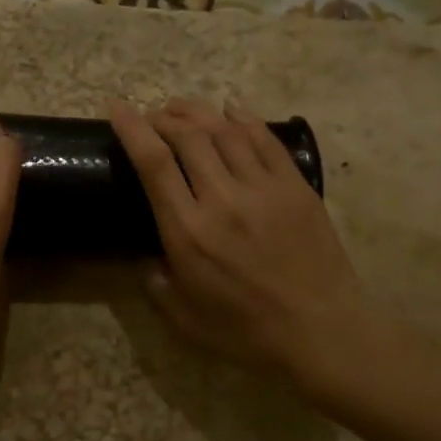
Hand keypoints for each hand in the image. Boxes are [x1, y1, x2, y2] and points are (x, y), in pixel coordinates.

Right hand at [109, 97, 376, 395]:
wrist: (323, 331)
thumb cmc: (248, 331)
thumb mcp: (184, 318)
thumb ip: (156, 283)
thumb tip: (147, 255)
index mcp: (188, 232)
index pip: (154, 163)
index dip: (132, 128)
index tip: (117, 108)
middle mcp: (222, 200)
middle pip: (188, 136)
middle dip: (163, 117)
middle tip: (153, 117)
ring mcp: (263, 189)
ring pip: (225, 131)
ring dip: (197, 112)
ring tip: (182, 109)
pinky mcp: (295, 187)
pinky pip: (265, 140)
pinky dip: (244, 118)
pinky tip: (231, 111)